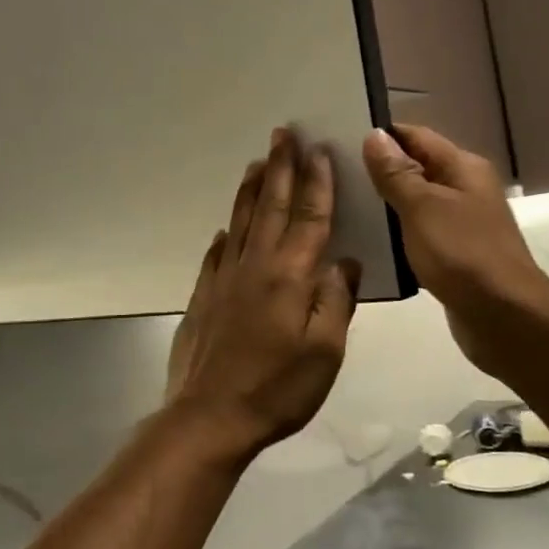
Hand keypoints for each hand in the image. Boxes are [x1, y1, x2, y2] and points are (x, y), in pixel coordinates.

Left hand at [163, 129, 361, 464]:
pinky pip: (217, 253)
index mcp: (290, 276)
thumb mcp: (325, 352)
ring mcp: (224, 278)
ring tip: (257, 161)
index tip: (319, 150)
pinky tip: (226, 227)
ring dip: (251, 188)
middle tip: (283, 133)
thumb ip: (335, 301)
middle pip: (272, 206)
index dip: (318, 183)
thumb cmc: (277, 388)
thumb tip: (344, 261)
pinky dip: (226, 233)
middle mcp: (255, 265)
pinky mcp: (204, 295)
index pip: (310, 218)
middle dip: (281, 168)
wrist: (210, 415)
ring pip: (241, 221)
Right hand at [361, 124, 548, 378]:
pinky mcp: (454, 253)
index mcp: (463, 168)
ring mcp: (461, 222)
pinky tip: (369, 241)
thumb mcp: (422, 207)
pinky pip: (419, 233)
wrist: (504, 316)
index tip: (340, 140)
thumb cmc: (462, 253)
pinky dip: (397, 233)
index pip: (416, 136)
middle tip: (333, 176)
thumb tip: (374, 135)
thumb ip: (396, 172)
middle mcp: (465, 188)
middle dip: (379, 170)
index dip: (381, 136)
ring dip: (385, 204)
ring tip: (342, 206)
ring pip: (416, 202)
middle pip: (417, 167)